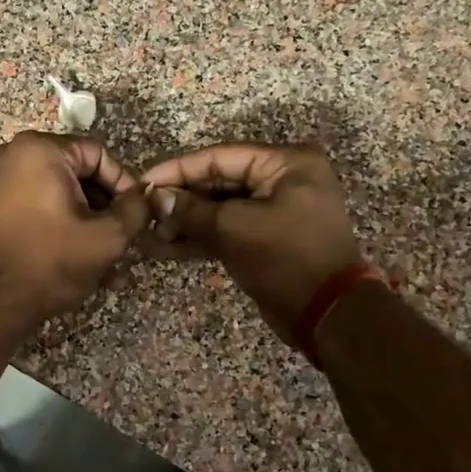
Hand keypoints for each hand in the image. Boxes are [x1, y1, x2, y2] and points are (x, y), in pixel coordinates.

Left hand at [0, 131, 150, 333]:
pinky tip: (87, 261)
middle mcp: (16, 154)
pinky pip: (43, 206)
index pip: (99, 155)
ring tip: (112, 259)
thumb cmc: (52, 262)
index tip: (138, 215)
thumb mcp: (108, 236)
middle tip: (126, 238)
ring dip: (90, 223)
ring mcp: (2, 180)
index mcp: (40, 149)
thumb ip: (136, 209)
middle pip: (80, 174)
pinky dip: (66, 227)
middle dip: (106, 208)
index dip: (124, 185)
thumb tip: (146, 196)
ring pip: (63, 194)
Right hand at [142, 144, 365, 342]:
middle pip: (219, 182)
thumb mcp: (234, 229)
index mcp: (286, 163)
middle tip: (144, 214)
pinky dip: (199, 239)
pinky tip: (165, 249)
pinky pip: (228, 231)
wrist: (327, 314)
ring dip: (185, 223)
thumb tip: (155, 197)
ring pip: (220, 210)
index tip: (143, 183)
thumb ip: (191, 210)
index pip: (219, 157)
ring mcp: (276, 211)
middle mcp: (283, 180)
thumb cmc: (286, 259)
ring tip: (149, 236)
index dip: (178, 170)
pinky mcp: (267, 239)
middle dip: (180, 200)